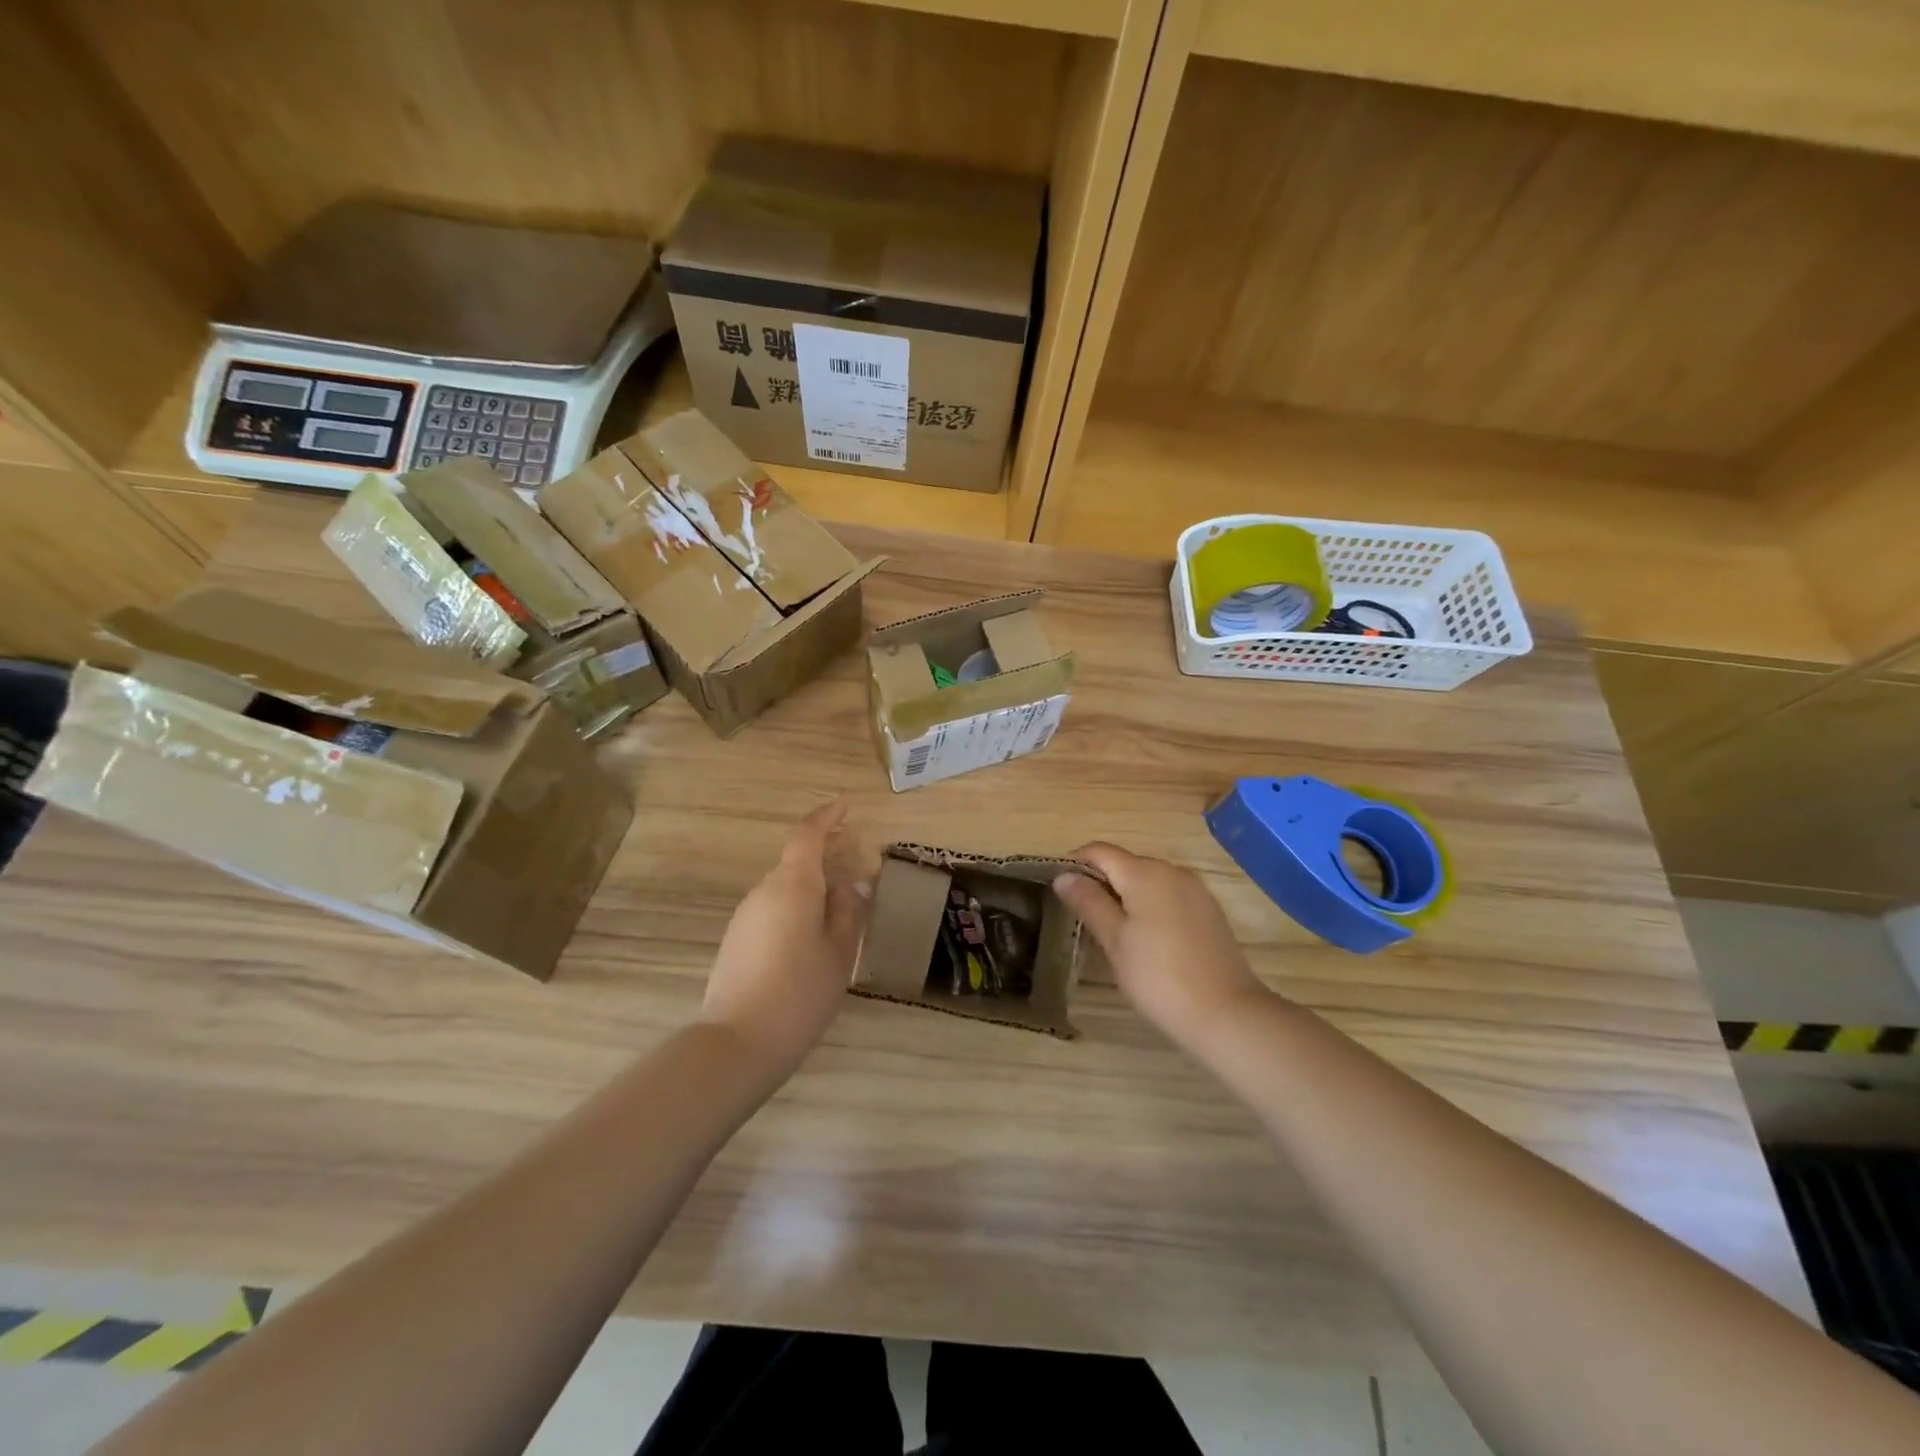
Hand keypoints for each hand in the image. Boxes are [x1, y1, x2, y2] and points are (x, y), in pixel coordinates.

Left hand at [702, 802, 871, 1079]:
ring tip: (842, 897)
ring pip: (785, 885)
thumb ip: (849, 911)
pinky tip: (814, 930)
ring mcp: (746, 915)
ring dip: (812, 881)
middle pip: (796, 859)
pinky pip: (773, 907)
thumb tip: (854, 883)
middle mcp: (764, 891)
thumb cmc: (800, 991)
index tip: (847, 808)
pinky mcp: (737, 939)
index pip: (808, 835)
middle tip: (855, 853)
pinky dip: (797, 903)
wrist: (738, 1042)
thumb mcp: (839, 951)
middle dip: (825, 851)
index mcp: (792, 885)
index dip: (827, 818)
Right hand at [1054, 844, 1269, 1050]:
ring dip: (1124, 894)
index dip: (1074, 862)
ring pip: (1148, 880)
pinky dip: (1149, 906)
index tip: (1057, 887)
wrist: (1226, 1013)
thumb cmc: (1158, 977)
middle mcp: (1172, 871)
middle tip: (1078, 914)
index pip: (1100, 851)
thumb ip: (1089, 902)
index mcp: (1145, 873)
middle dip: (1100, 881)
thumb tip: (1064, 876)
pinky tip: (1144, 938)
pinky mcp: (1209, 911)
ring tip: (1108, 928)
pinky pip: (1169, 896)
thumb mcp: (1115, 941)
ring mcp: (1195, 890)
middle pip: (1125, 863)